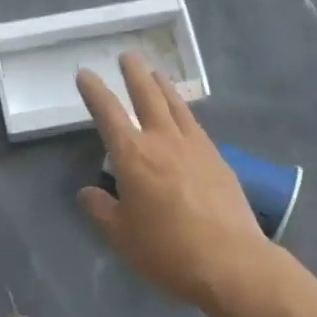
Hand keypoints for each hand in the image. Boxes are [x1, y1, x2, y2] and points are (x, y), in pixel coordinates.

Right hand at [75, 53, 267, 307]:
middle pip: (147, 96)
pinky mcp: (218, 159)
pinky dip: (184, 111)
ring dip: (163, 86)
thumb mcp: (121, 236)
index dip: (94, 91)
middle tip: (128, 56)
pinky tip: (184, 116)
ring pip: (175, 105)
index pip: (108, 113)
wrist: (230, 261)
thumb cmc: (167, 250)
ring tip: (156, 73)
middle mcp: (164, 141)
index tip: (85, 74)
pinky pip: (195, 124)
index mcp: (133, 156)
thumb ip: (101, 210)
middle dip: (134, 74)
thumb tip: (88, 192)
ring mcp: (196, 147)